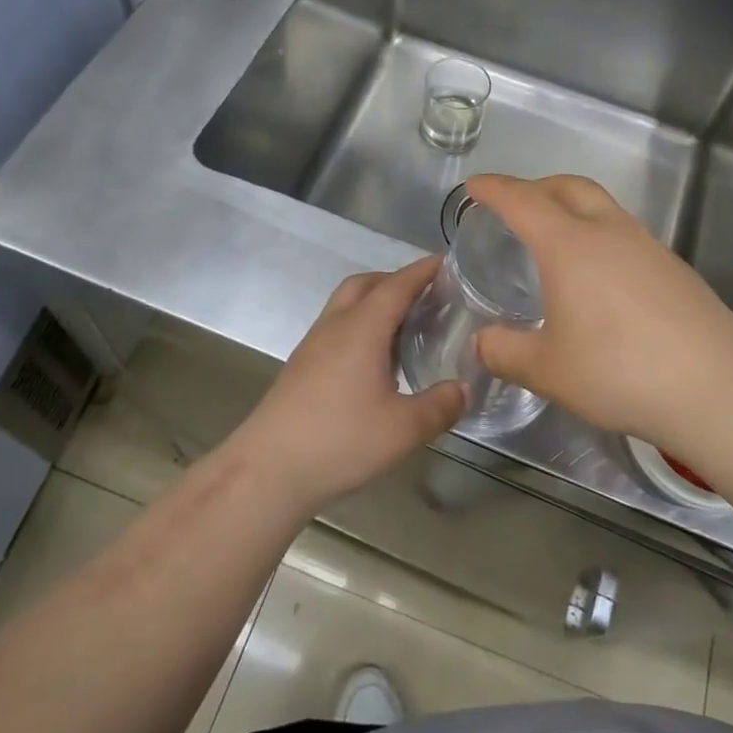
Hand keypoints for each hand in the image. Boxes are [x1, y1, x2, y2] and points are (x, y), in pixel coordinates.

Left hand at [229, 258, 466, 515]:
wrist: (268, 469)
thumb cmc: (339, 440)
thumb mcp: (403, 429)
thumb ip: (440, 406)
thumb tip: (464, 389)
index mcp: (363, 327)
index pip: (398, 284)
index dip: (423, 270)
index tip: (447, 262)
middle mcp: (336, 325)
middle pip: (366, 284)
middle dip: (396, 280)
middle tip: (427, 295)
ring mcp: (314, 344)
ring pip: (346, 304)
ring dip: (375, 302)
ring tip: (404, 326)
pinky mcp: (301, 365)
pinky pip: (336, 327)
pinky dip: (360, 326)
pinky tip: (374, 360)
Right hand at [468, 174, 732, 451]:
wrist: (715, 384)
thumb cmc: (619, 370)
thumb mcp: (548, 369)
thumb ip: (506, 352)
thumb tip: (483, 342)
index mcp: (569, 245)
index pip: (522, 200)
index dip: (494, 189)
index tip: (474, 186)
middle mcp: (608, 231)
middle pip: (568, 186)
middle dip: (536, 187)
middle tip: (515, 206)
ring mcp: (646, 244)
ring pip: (601, 206)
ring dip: (571, 207)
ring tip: (555, 239)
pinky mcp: (672, 265)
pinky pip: (623, 232)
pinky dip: (598, 234)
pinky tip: (598, 274)